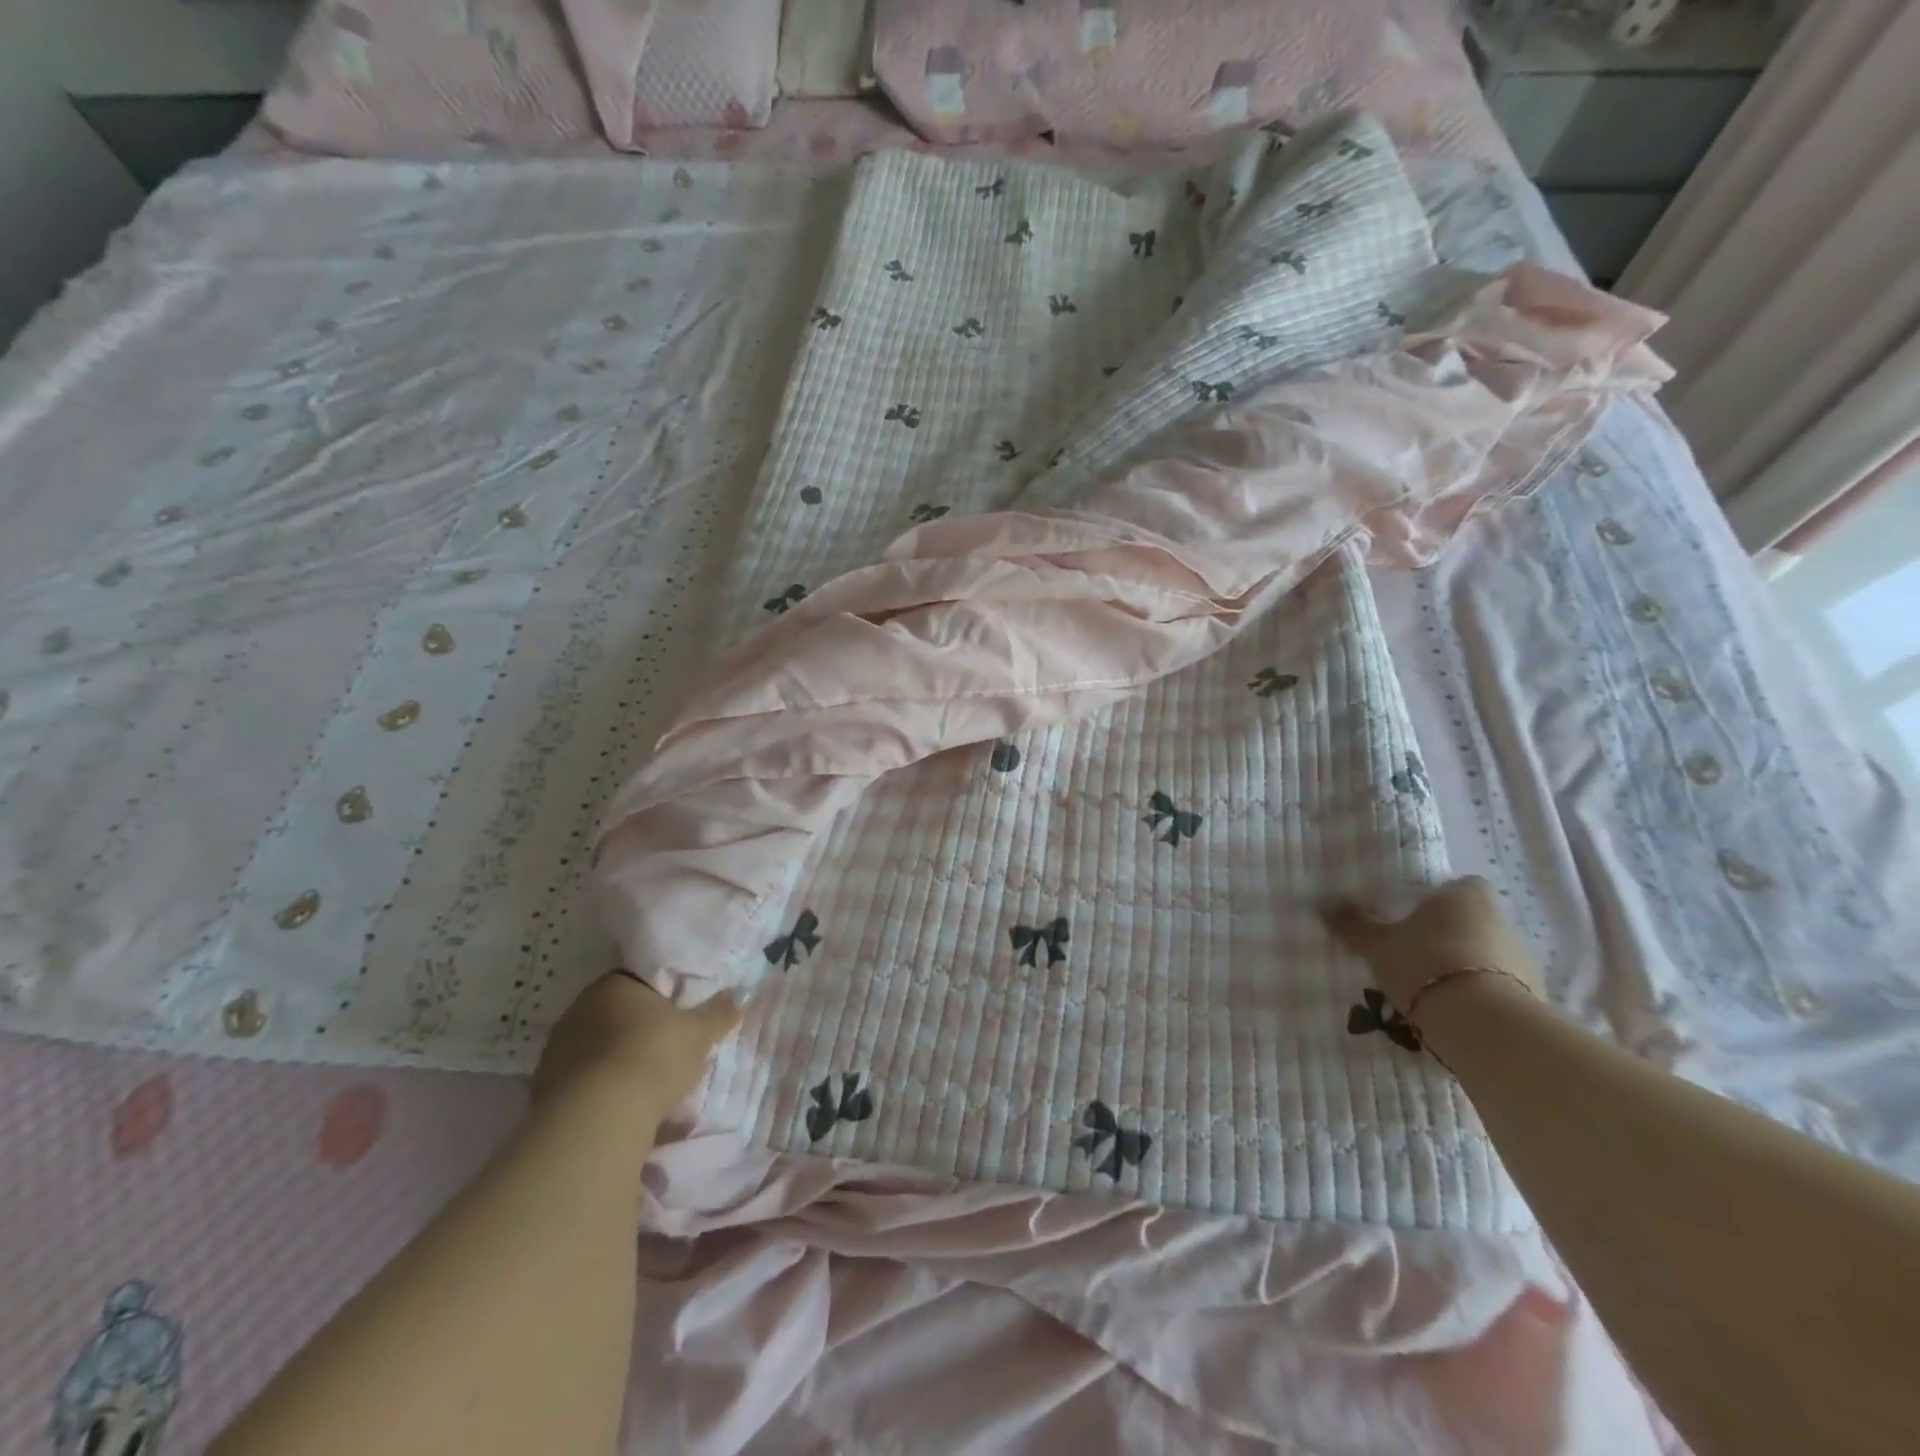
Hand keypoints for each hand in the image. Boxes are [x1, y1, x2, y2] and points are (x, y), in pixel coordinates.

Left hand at [533, 972, 740, 1111]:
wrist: (599, 1116)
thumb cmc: (654, 1056)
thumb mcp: (700, 1033)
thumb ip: (719, 1012)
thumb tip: (741, 994)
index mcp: (613, 985)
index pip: (637, 982)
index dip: (659, 998)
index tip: (676, 1017)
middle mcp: (578, 1009)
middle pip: (614, 1015)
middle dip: (636, 1031)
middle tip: (665, 1051)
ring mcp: (556, 1050)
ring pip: (595, 1050)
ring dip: (615, 1062)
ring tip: (643, 1086)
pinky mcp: (542, 1089)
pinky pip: (580, 1082)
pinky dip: (598, 1091)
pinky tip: (619, 1108)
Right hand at [1321, 876, 1543, 1012]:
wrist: (1485, 1026)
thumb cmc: (1425, 965)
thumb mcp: (1377, 945)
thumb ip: (1352, 924)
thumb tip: (1322, 903)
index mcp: (1464, 896)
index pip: (1456, 885)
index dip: (1436, 898)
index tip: (1411, 915)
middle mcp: (1499, 919)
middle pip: (1471, 919)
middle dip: (1447, 933)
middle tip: (1412, 952)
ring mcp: (1522, 958)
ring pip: (1485, 953)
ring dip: (1463, 965)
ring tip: (1429, 986)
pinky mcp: (1533, 995)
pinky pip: (1498, 985)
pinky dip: (1478, 993)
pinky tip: (1453, 1010)